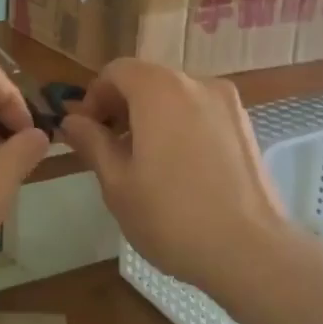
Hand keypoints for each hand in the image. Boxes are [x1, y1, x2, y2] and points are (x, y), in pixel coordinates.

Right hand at [60, 59, 290, 295]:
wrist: (249, 252)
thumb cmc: (171, 216)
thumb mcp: (117, 183)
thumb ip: (92, 142)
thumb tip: (72, 120)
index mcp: (159, 89)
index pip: (116, 71)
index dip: (94, 98)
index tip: (88, 134)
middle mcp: (197, 84)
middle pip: (147, 80)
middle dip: (122, 108)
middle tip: (110, 151)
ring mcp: (228, 104)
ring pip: (176, 98)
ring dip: (151, 118)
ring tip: (144, 165)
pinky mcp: (246, 127)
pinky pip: (201, 114)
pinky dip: (180, 128)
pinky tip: (178, 171)